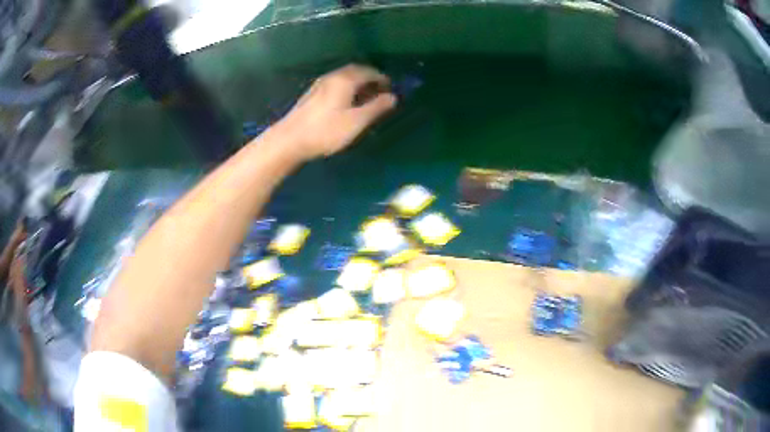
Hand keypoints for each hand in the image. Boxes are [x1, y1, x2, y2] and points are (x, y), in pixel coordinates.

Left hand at [271, 64, 396, 161]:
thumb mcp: (356, 121)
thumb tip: (392, 97)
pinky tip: (347, 103)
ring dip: (358, 84)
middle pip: (355, 71)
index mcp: (345, 80)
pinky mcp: (312, 94)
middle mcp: (332, 77)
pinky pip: (335, 84)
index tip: (390, 89)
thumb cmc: (326, 131)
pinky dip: (347, 89)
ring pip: (344, 78)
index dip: (382, 78)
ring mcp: (319, 84)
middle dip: (370, 79)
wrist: (289, 140)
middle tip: (379, 92)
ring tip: (365, 99)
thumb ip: (376, 107)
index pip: (369, 71)